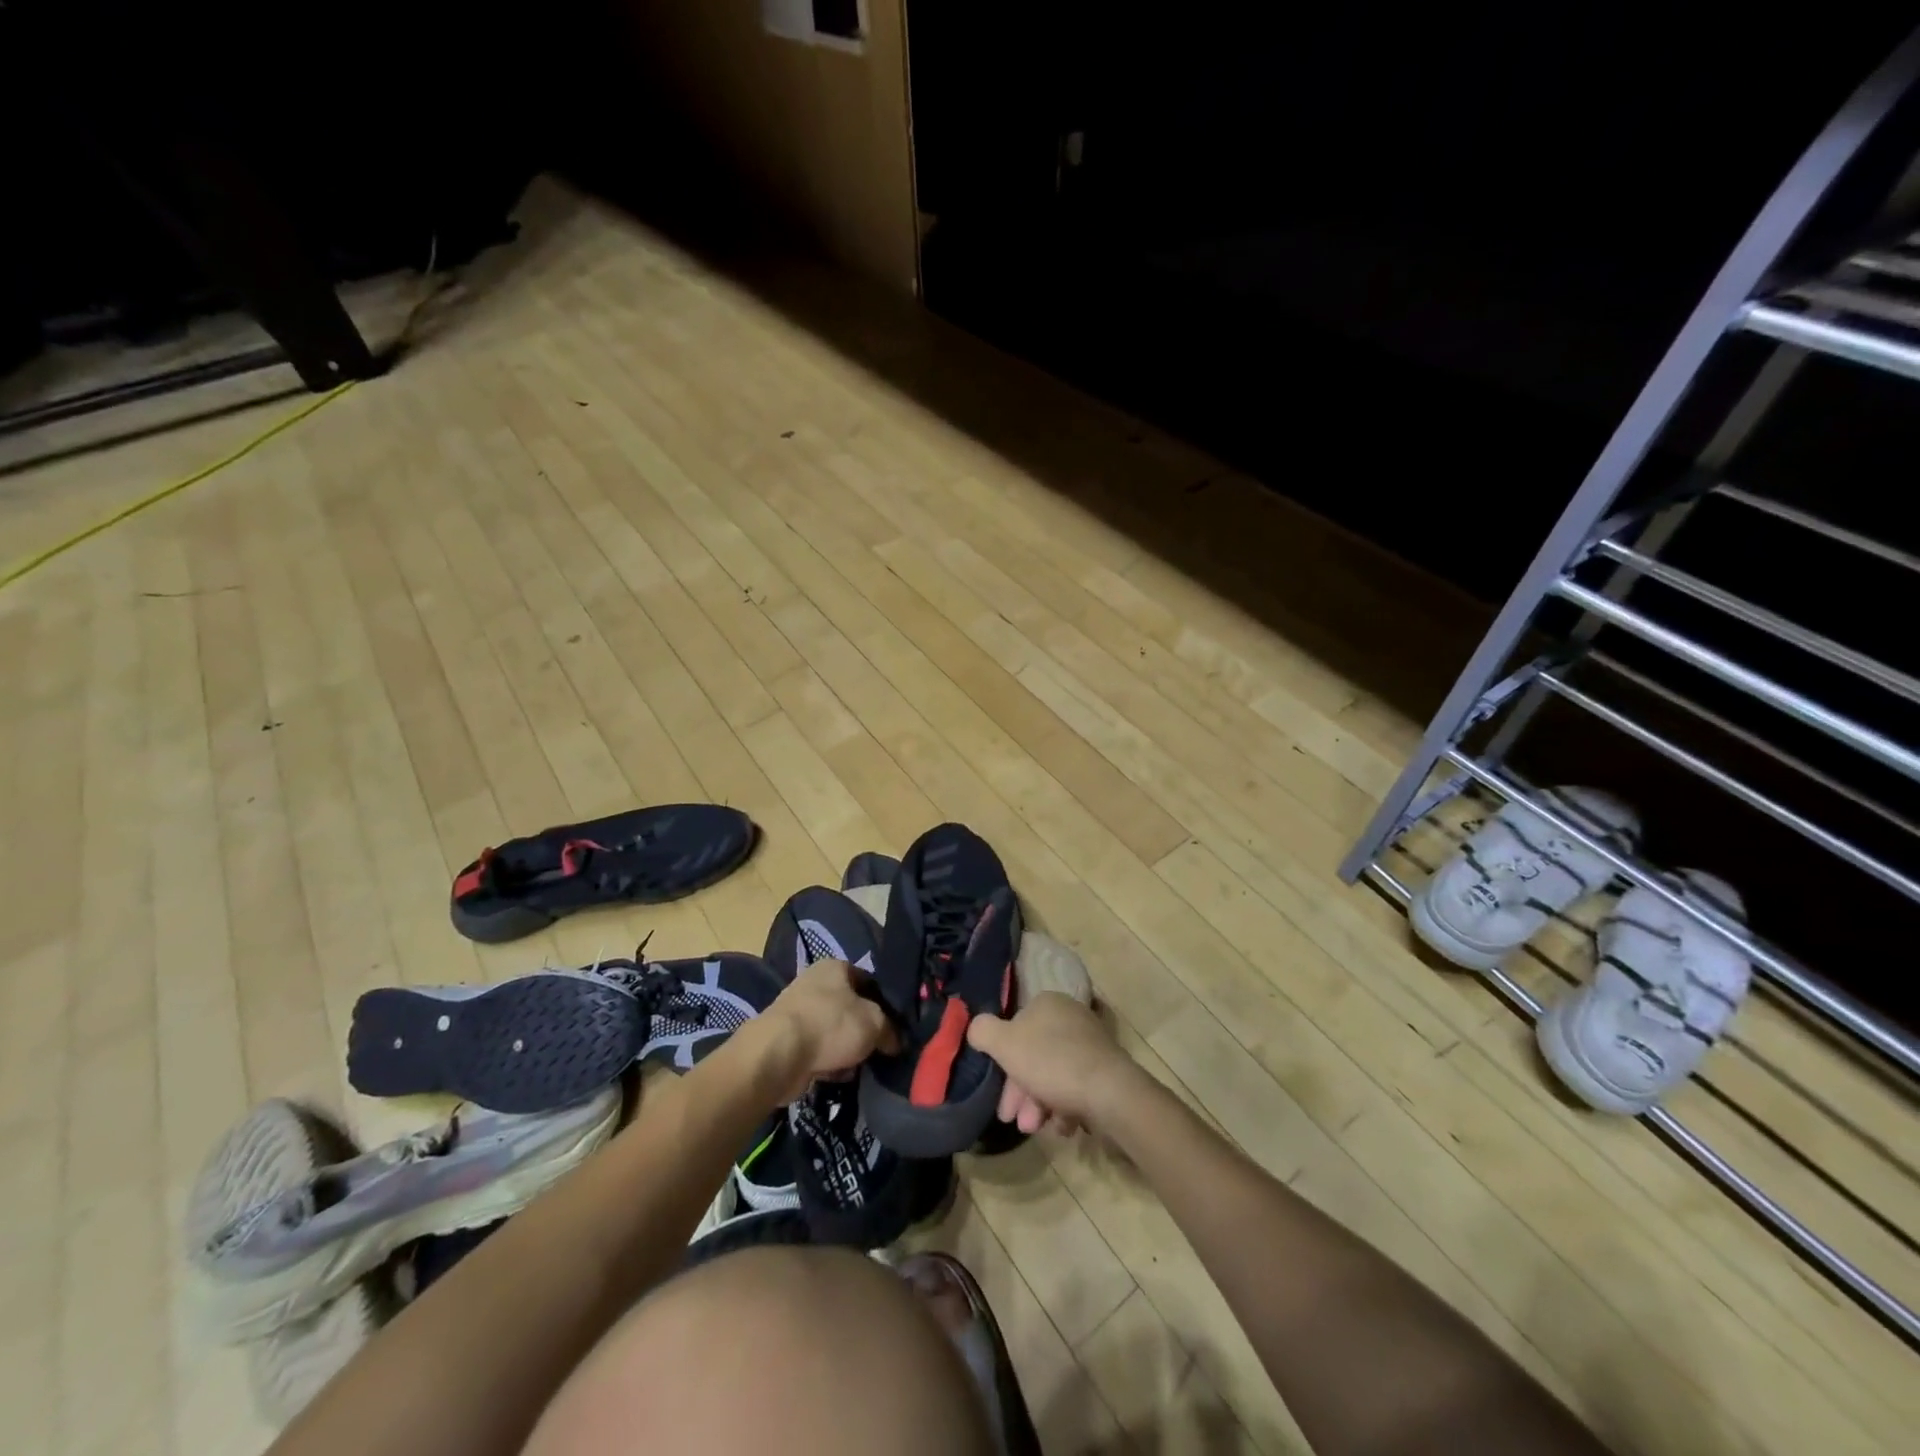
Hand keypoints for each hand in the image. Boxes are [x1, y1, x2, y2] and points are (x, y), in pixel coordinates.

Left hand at [753, 959, 899, 1105]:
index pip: (869, 980)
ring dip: (846, 1049)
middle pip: (851, 1007)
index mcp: (835, 967)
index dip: (885, 1003)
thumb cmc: (831, 1025)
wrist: (778, 1055)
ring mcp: (798, 1011)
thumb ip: (890, 1030)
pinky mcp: (787, 1040)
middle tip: (880, 1048)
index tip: (895, 1025)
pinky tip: (838, 1076)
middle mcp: (815, 983)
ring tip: (860, 1066)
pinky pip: (818, 1050)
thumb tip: (895, 1041)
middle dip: (864, 1029)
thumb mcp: (874, 1023)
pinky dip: (828, 1062)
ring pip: (834, 1031)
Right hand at [966, 993, 1137, 1136]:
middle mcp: (1070, 1017)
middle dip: (1021, 1093)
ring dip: (1040, 1105)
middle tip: (1016, 1121)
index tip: (999, 1094)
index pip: (1016, 1029)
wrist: (1109, 1092)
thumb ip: (983, 1031)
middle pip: (1034, 1057)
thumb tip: (976, 1028)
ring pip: (1054, 1076)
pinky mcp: (1105, 1070)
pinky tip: (1063, 1126)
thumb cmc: (1051, 1062)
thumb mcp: (1005, 1044)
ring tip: (1039, 1129)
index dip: (1003, 1064)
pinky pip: (1076, 1087)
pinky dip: (1065, 1107)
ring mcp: (1090, 1044)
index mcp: (1047, 1003)